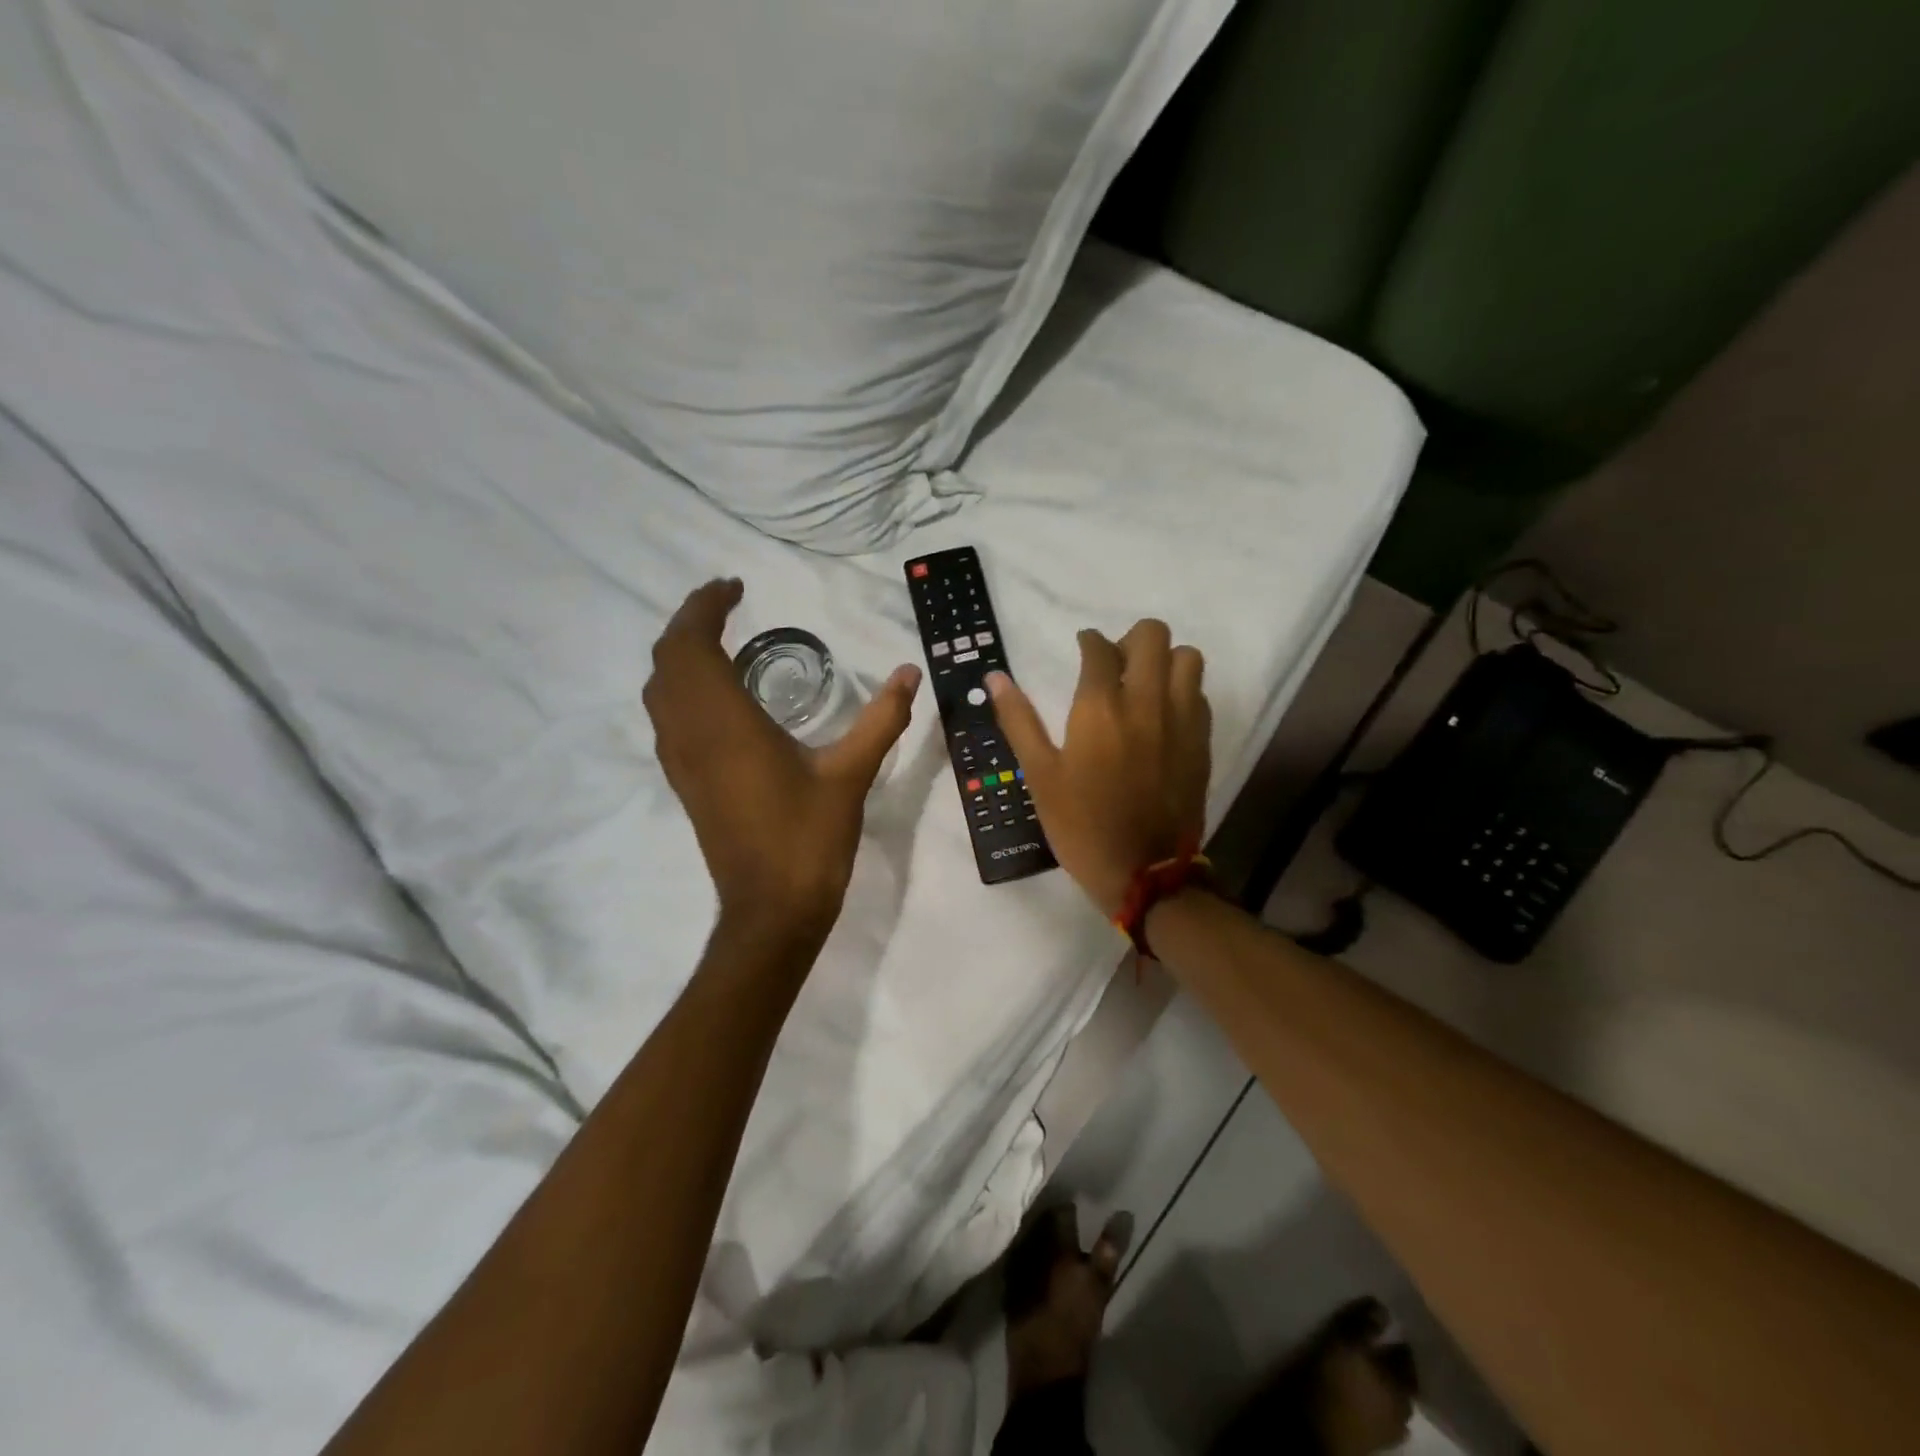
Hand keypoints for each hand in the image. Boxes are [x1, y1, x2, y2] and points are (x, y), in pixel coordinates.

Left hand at [644, 579, 920, 943]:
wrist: (771, 909)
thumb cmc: (808, 838)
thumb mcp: (851, 773)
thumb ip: (882, 718)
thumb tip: (911, 672)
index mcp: (725, 723)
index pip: (693, 643)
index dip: (706, 606)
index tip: (734, 586)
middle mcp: (691, 734)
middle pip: (667, 659)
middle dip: (689, 622)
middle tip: (726, 604)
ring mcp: (681, 761)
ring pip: (659, 689)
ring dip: (679, 654)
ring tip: (719, 639)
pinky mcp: (684, 782)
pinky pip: (667, 717)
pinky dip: (681, 687)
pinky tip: (718, 695)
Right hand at [987, 620, 1210, 917]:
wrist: (1144, 873)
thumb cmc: (1082, 825)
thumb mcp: (1040, 776)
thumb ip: (1018, 721)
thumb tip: (994, 678)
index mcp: (1100, 708)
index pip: (1099, 648)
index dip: (1088, 641)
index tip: (1083, 649)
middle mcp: (1146, 702)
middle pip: (1152, 635)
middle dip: (1130, 640)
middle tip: (1115, 664)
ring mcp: (1181, 720)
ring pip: (1187, 657)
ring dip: (1164, 660)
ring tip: (1144, 684)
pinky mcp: (1201, 742)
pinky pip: (1199, 694)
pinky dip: (1182, 690)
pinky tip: (1163, 715)